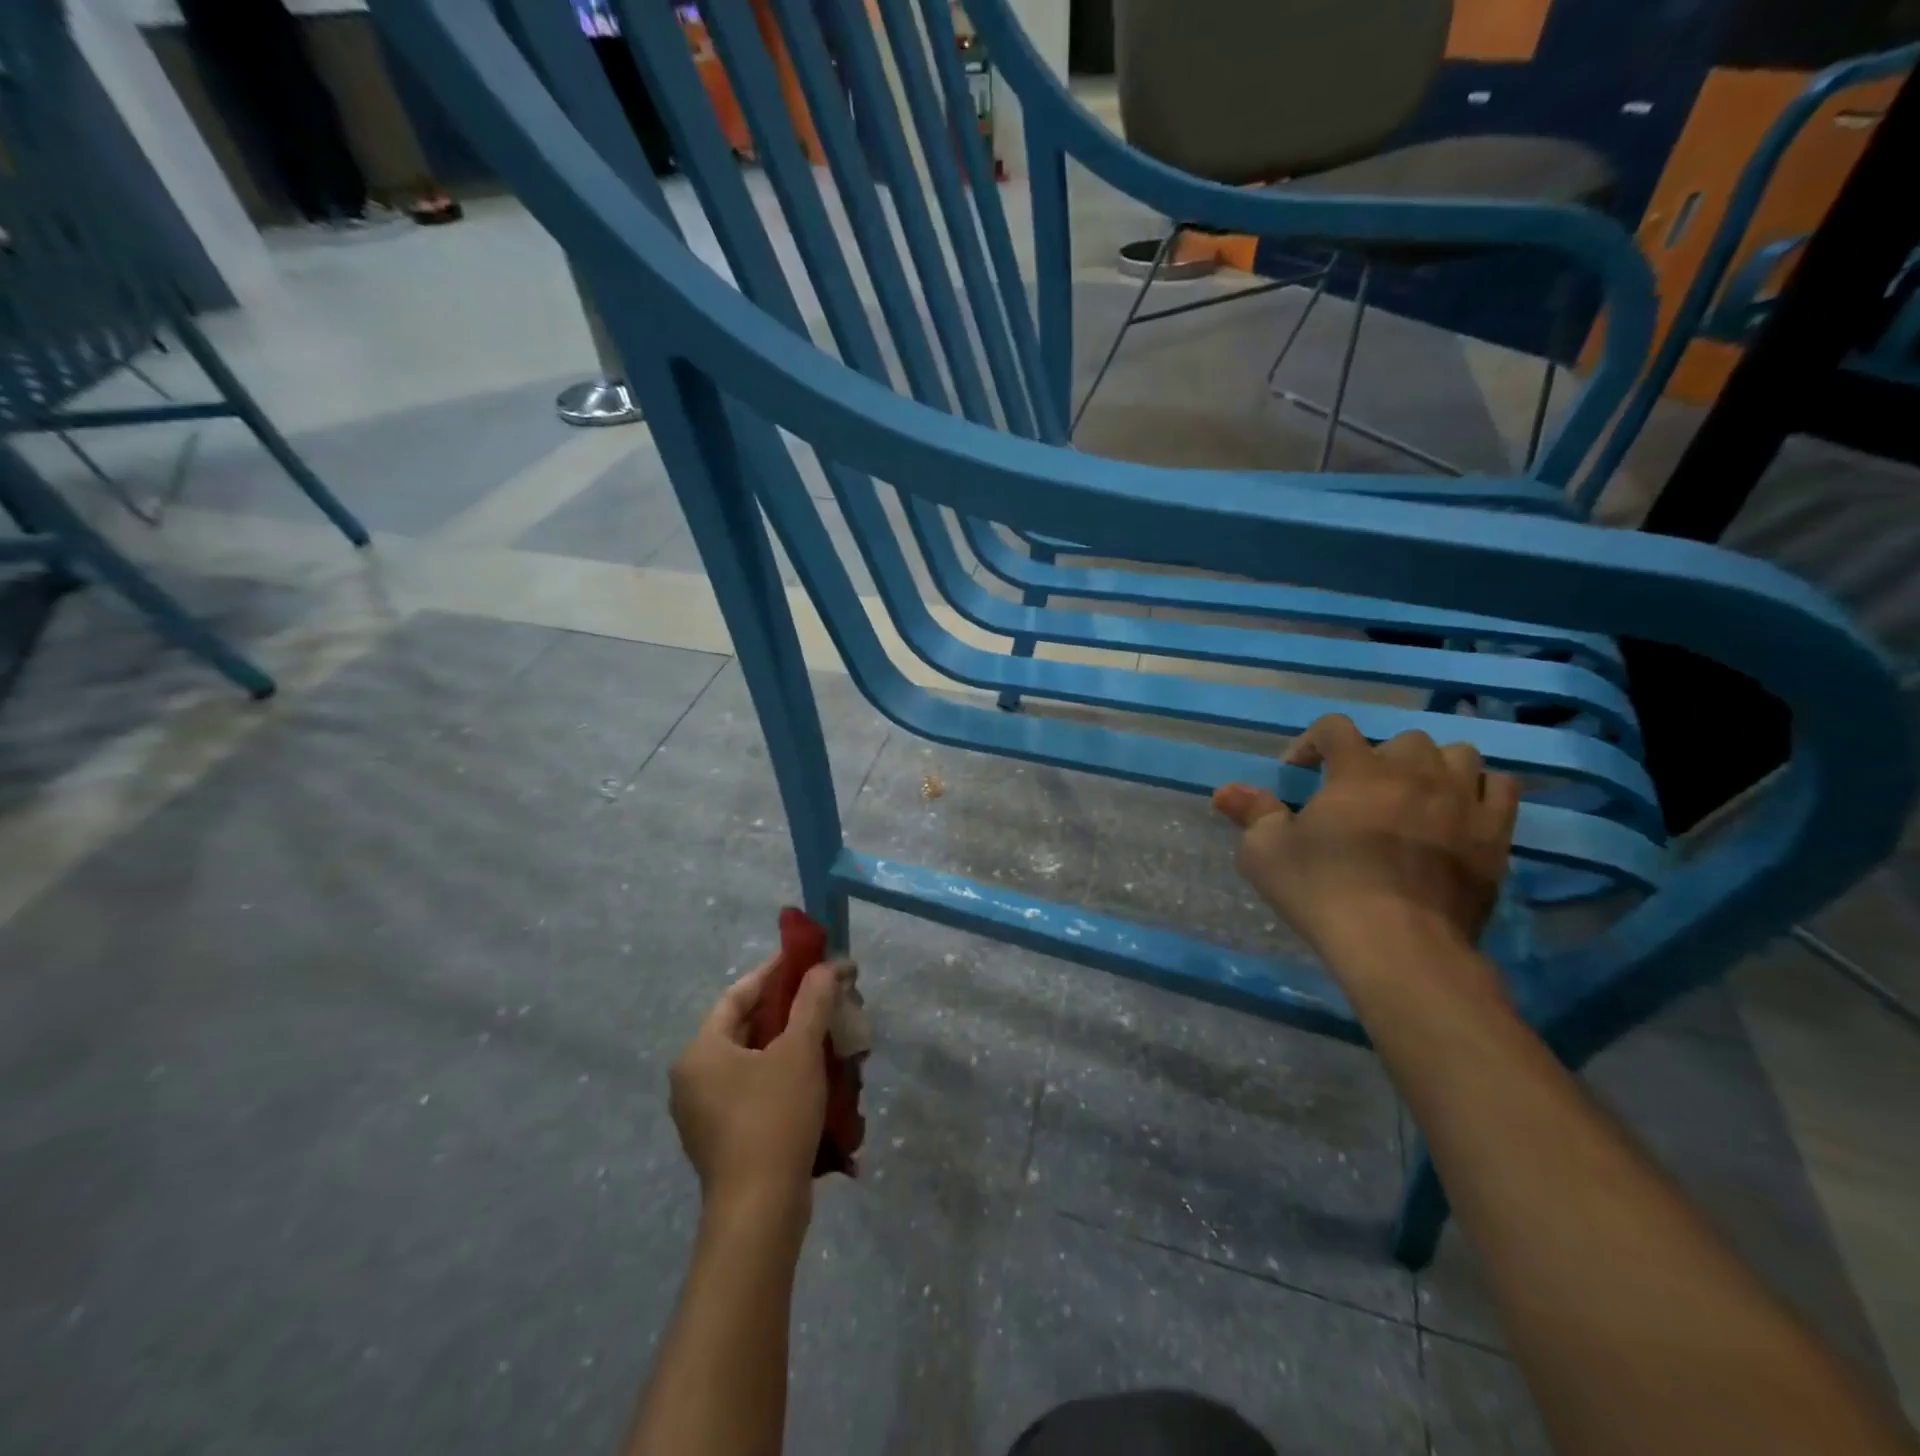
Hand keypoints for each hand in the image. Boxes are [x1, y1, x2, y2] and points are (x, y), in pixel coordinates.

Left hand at [668, 955, 845, 1232]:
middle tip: (826, 995)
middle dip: (790, 1009)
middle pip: (746, 1027)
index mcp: (700, 1051)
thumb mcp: (799, 1051)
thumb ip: (813, 1001)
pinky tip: (818, 1076)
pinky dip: (784, 1075)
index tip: (807, 958)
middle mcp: (693, 1078)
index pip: (738, 994)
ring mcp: (705, 1113)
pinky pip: (755, 1090)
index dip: (774, 972)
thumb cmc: (773, 1119)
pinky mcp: (724, 1139)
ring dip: (791, 1043)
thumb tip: (828, 966)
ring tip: (829, 1032)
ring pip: (754, 1060)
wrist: (760, 1214)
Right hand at [1213, 714, 1519, 971]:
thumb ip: (1250, 813)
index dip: (1311, 742)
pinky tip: (1459, 812)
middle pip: (1402, 739)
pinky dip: (1479, 790)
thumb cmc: (1323, 891)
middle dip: (1376, 758)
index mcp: (1357, 770)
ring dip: (1432, 767)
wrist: (1399, 946)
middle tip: (1358, 793)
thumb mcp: (1266, 853)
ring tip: (1414, 796)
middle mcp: (1414, 772)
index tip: (1298, 773)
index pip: (1335, 726)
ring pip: (1458, 754)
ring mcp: (1461, 801)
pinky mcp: (1495, 835)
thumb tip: (1224, 790)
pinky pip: (1501, 788)